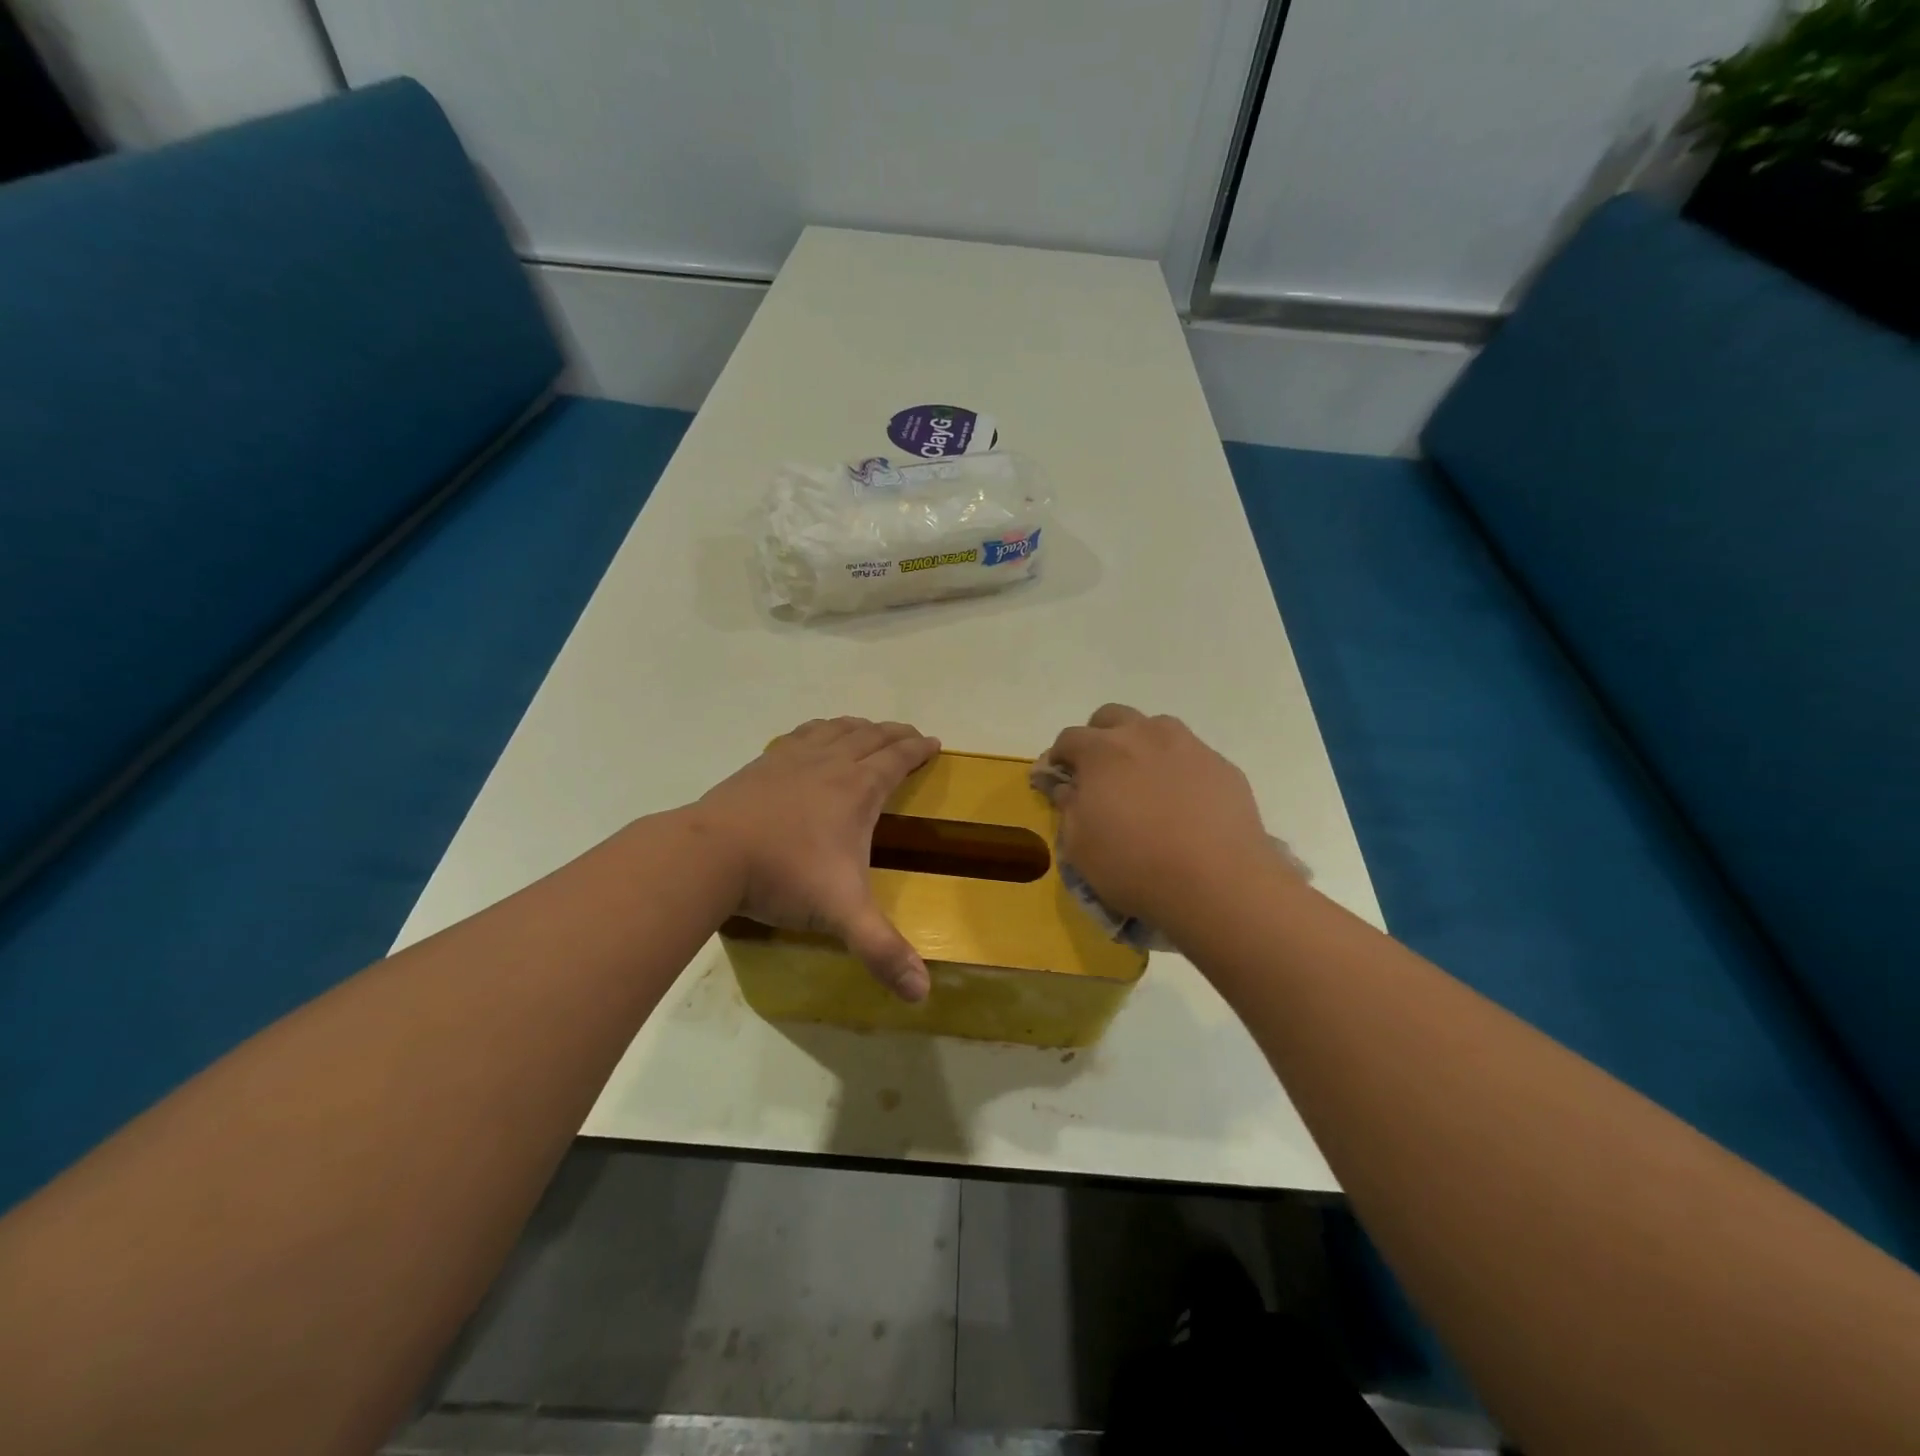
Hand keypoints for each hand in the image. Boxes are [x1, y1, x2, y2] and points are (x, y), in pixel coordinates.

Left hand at [698, 717, 940, 1000]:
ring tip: (869, 729)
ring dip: (860, 727)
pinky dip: (820, 730)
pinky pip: (801, 735)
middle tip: (910, 736)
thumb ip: (882, 950)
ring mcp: (793, 760)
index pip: (896, 759)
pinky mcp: (762, 764)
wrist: (709, 855)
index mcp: (857, 790)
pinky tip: (815, 737)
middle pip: (870, 737)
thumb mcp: (840, 914)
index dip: (918, 749)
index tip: (934, 744)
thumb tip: (922, 994)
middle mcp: (830, 764)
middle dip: (895, 734)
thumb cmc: (783, 877)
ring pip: (836, 730)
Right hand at [1041, 705, 1282, 932]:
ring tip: (1144, 785)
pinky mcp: (1222, 766)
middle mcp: (1144, 735)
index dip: (1058, 758)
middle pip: (1111, 717)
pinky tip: (1183, 804)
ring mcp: (1188, 746)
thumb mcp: (1079, 846)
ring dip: (1141, 746)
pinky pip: (1190, 756)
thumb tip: (1067, 786)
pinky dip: (1178, 770)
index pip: (1068, 738)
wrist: (1217, 883)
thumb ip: (1068, 807)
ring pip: (1156, 728)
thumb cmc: (1134, 865)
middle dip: (1098, 738)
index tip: (1058, 780)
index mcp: (1101, 750)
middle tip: (1100, 775)